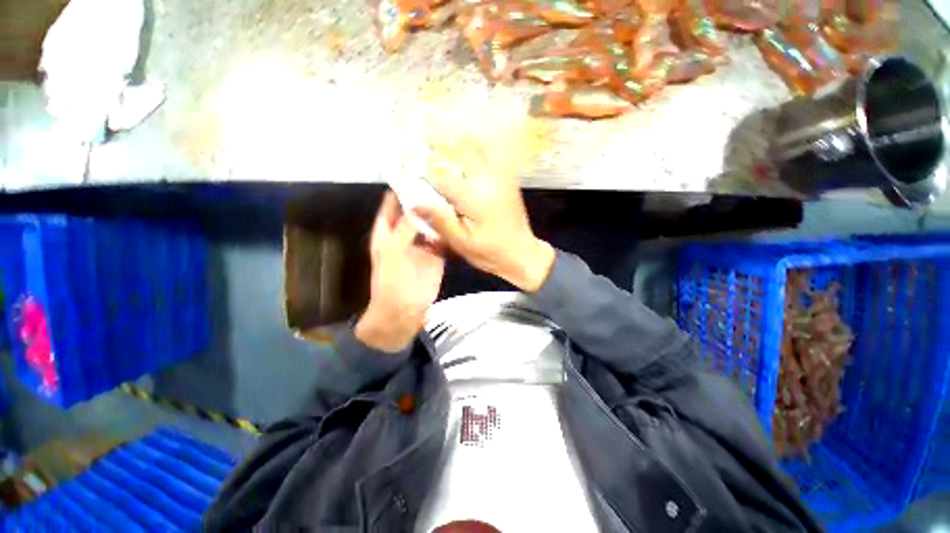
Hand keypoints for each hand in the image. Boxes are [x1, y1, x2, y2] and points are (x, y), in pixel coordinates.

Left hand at [355, 191, 445, 351]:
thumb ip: (405, 228)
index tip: (416, 169)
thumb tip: (418, 204)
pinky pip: (443, 236)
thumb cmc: (391, 280)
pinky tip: (459, 215)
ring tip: (454, 192)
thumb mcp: (392, 251)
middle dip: (425, 196)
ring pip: (431, 221)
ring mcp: (423, 242)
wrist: (405, 308)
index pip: (392, 202)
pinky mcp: (437, 252)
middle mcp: (405, 231)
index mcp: (387, 229)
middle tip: (442, 177)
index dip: (401, 186)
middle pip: (415, 209)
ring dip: (439, 210)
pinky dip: (449, 227)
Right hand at [413, 151, 554, 291]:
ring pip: (478, 147)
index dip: (422, 175)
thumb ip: (440, 221)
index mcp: (474, 196)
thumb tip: (414, 202)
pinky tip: (466, 163)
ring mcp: (502, 176)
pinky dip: (476, 152)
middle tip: (425, 157)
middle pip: (461, 150)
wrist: (522, 253)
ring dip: (459, 148)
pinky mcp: (508, 178)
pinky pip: (492, 155)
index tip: (409, 175)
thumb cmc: (491, 252)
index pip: (441, 177)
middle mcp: (489, 179)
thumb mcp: (462, 243)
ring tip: (444, 156)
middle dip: (440, 151)